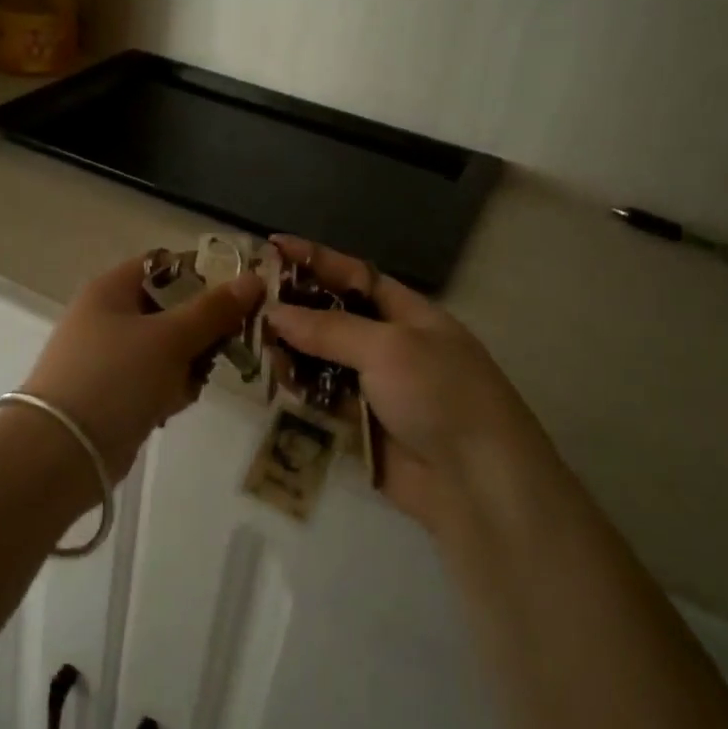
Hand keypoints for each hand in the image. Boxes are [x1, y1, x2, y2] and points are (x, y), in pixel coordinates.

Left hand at [20, 254, 264, 479]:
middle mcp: (107, 316)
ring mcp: (108, 356)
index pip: (166, 265)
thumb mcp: (170, 338)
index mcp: (112, 288)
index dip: (203, 275)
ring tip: (189, 384)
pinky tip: (170, 407)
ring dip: (188, 365)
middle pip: (171, 308)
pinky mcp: (113, 392)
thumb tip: (254, 279)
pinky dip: (168, 390)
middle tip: (222, 347)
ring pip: (167, 348)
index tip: (238, 297)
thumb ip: (213, 310)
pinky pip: (154, 379)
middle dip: (200, 329)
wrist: (62, 452)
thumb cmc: (116, 378)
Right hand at [264, 236, 551, 534]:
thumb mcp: (388, 347)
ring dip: (292, 351)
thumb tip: (275, 312)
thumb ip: (329, 328)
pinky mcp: (362, 426)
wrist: (478, 483)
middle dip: (295, 308)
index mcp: (409, 315)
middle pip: (334, 318)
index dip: (315, 259)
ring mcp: (376, 387)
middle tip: (249, 301)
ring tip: (254, 342)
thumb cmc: (440, 394)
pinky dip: (300, 390)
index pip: (354, 276)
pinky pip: (323, 399)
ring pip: (323, 360)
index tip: (273, 245)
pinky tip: (274, 382)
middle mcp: (391, 345)